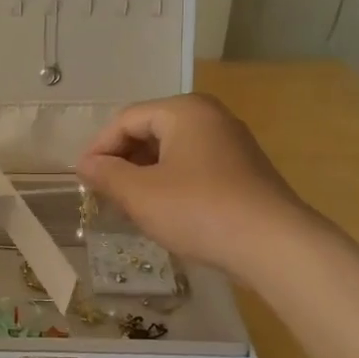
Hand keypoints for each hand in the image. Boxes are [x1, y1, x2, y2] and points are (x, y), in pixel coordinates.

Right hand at [75, 94, 307, 276]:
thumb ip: (107, 175)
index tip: (82, 178)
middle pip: (150, 131)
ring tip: (128, 205)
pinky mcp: (244, 172)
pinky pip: (194, 167)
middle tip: (103, 192)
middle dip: (122, 161)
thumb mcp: (141, 195)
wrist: (275, 247)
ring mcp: (231, 144)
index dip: (99, 148)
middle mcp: (210, 117)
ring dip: (144, 175)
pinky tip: (163, 212)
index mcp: (184, 111)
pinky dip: (171, 183)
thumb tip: (86, 164)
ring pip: (172, 151)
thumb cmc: (200, 210)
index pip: (126, 120)